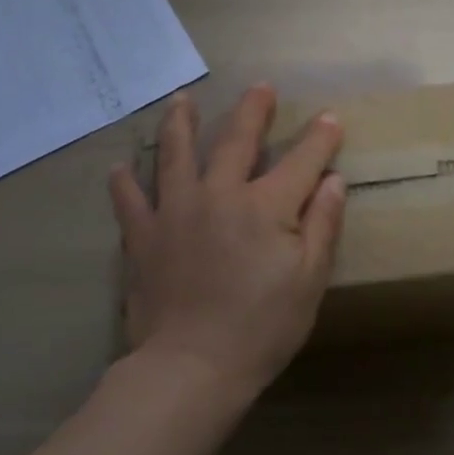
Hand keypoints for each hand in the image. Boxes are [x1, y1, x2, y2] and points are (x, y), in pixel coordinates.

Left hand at [109, 84, 345, 396]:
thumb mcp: (310, 280)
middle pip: (237, 141)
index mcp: (266, 206)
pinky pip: (130, 200)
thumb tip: (332, 180)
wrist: (191, 367)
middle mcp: (219, 194)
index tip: (329, 117)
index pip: (302, 161)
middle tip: (259, 87)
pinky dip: (125, 182)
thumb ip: (322, 225)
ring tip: (181, 100)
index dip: (319, 138)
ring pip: (176, 154)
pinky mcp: (143, 237)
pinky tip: (121, 168)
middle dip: (253, 111)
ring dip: (181, 124)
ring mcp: (175, 211)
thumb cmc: (263, 327)